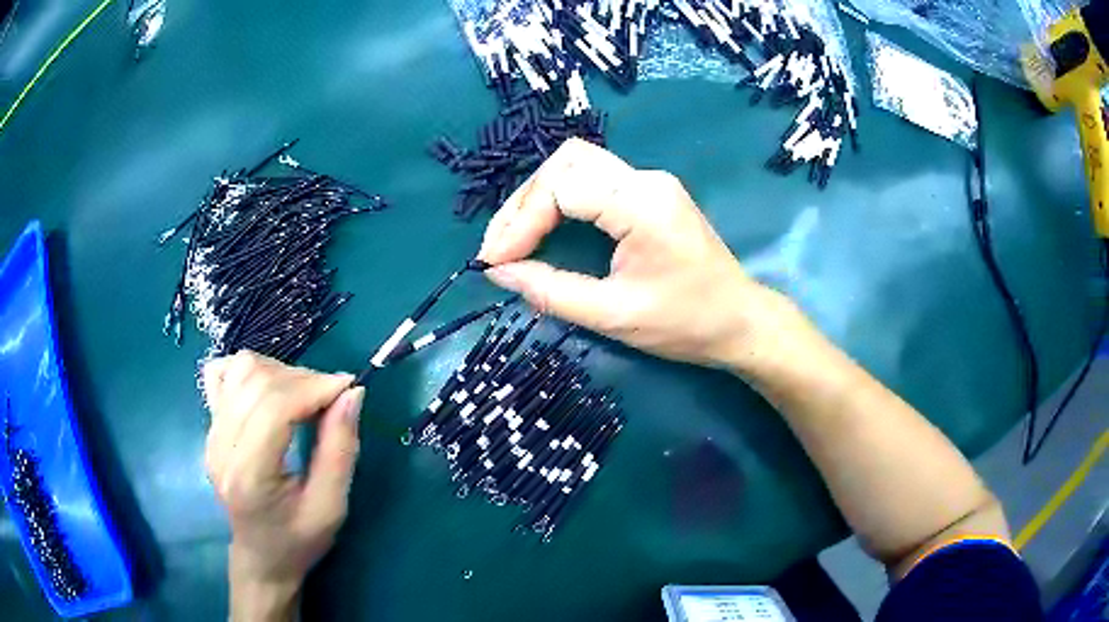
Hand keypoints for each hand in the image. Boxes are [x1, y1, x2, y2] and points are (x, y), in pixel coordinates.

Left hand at [203, 352, 363, 620]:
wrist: (261, 556)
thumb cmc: (299, 540)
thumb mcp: (331, 507)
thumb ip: (341, 450)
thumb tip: (352, 393)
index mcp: (249, 475)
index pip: (273, 406)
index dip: (314, 387)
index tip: (349, 388)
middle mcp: (221, 447)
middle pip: (256, 381)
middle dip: (303, 379)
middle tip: (332, 398)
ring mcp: (210, 433)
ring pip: (240, 369)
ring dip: (280, 372)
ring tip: (304, 396)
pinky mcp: (210, 426)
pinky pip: (222, 373)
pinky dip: (250, 370)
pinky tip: (270, 390)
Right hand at [478, 138, 795, 369]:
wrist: (741, 322)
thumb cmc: (686, 324)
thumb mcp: (614, 315)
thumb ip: (551, 291)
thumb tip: (498, 273)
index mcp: (642, 204)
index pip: (562, 188)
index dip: (520, 222)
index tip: (495, 261)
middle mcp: (645, 179)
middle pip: (567, 161)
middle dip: (524, 201)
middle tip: (501, 246)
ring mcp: (650, 182)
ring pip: (577, 164)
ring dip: (539, 197)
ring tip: (514, 238)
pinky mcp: (649, 193)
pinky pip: (592, 180)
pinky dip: (560, 200)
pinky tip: (544, 229)